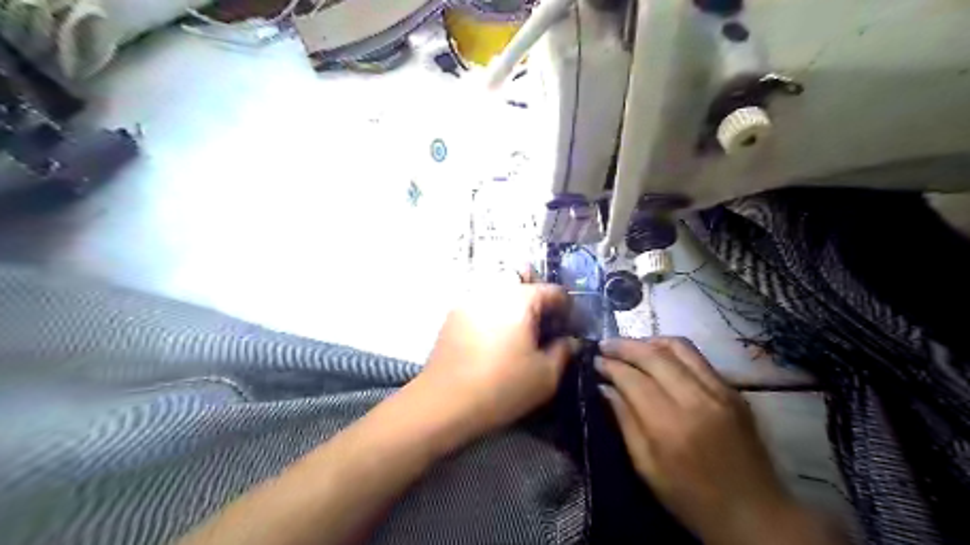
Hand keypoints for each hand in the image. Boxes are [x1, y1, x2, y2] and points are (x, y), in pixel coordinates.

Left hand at [415, 277, 574, 447]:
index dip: (566, 307)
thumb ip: (563, 352)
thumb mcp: (545, 376)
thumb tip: (569, 340)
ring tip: (519, 334)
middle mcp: (493, 291)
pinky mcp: (453, 316)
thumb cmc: (502, 388)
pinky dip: (495, 314)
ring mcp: (470, 301)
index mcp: (520, 300)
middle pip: (523, 283)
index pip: (552, 291)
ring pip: (500, 292)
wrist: (444, 403)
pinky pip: (483, 305)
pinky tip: (495, 340)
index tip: (568, 327)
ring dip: (515, 306)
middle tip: (543, 326)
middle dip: (538, 300)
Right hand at [600, 337, 794, 541]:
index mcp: (670, 426)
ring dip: (648, 341)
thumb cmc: (692, 500)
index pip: (633, 379)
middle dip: (624, 345)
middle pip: (654, 355)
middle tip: (604, 346)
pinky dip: (671, 350)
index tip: (594, 361)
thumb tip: (604, 387)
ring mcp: (720, 391)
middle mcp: (696, 400)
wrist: (756, 515)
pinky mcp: (734, 390)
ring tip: (629, 346)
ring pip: (678, 347)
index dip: (609, 365)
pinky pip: (697, 357)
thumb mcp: (646, 468)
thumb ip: (624, 421)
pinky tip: (657, 357)